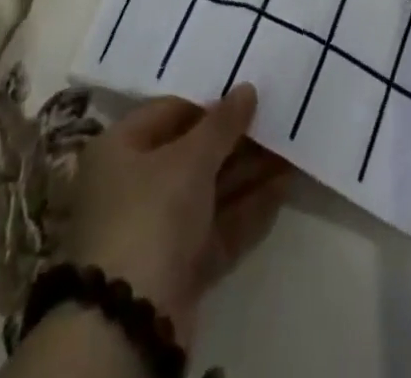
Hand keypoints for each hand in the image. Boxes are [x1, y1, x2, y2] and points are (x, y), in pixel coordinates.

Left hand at [61, 85, 292, 348]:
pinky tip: (283, 187)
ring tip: (291, 150)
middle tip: (276, 119)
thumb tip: (247, 89)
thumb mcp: (188, 159)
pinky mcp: (181, 266)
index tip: (247, 94)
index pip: (169, 111)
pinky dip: (248, 209)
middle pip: (192, 153)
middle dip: (236, 140)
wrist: (131, 322)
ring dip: (249, 172)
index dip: (209, 102)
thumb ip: (222, 123)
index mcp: (120, 149)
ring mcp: (158, 229)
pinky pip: (218, 227)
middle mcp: (134, 185)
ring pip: (210, 191)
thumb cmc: (150, 213)